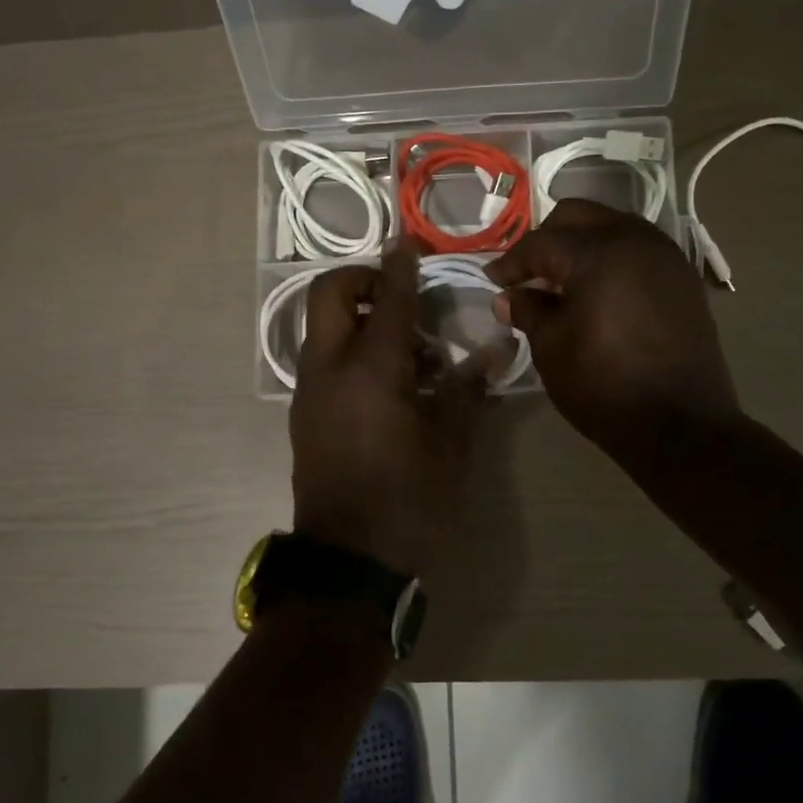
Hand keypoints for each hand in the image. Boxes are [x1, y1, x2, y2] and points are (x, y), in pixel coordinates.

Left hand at [290, 244, 488, 577]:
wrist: (350, 562)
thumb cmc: (410, 501)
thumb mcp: (451, 445)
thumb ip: (468, 388)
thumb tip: (496, 348)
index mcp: (372, 369)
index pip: (387, 297)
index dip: (400, 265)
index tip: (409, 241)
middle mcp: (331, 367)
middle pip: (330, 294)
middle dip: (360, 279)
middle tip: (399, 296)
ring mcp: (311, 390)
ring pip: (322, 326)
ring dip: (357, 318)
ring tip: (409, 352)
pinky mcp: (305, 413)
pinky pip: (323, 358)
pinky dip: (349, 348)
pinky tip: (389, 383)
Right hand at [488, 199, 738, 460]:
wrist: (681, 426)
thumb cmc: (604, 386)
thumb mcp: (551, 348)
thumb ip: (528, 310)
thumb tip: (509, 296)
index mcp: (598, 252)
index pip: (541, 243)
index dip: (511, 262)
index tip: (493, 281)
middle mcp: (635, 239)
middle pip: (578, 216)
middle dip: (547, 240)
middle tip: (528, 275)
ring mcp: (665, 255)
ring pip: (611, 227)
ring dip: (581, 245)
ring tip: (562, 283)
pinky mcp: (681, 277)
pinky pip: (636, 249)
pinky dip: (610, 258)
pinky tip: (597, 292)